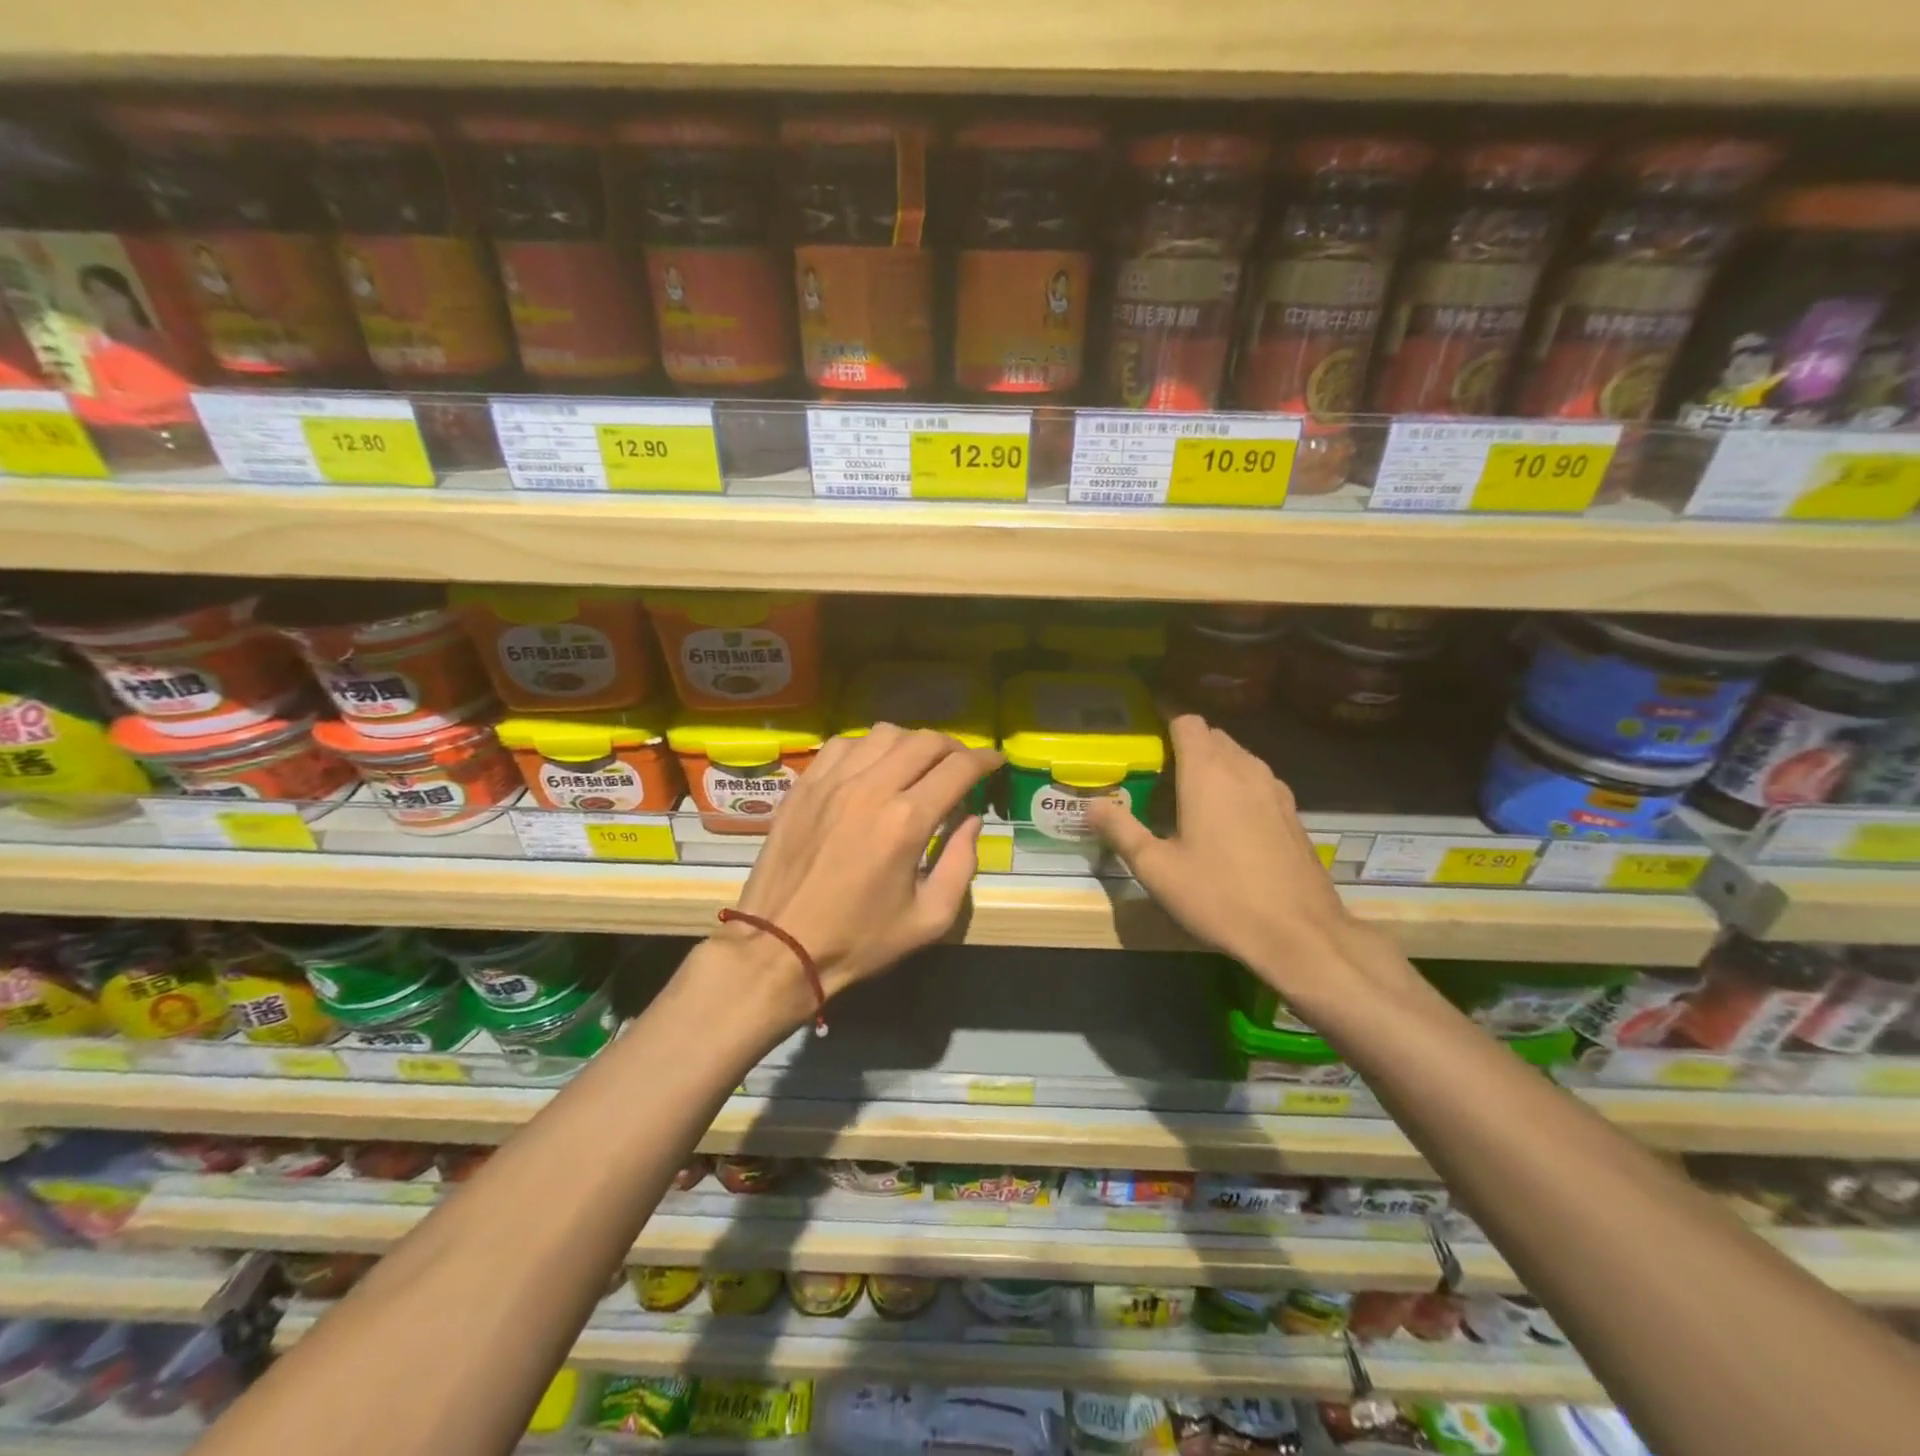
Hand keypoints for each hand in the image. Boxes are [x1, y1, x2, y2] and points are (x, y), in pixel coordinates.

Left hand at [717, 725, 1001, 1021]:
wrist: (779, 946)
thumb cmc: (858, 940)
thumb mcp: (929, 919)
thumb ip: (961, 864)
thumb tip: (971, 821)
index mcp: (906, 822)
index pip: (958, 769)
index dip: (985, 761)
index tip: (996, 763)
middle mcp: (871, 789)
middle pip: (924, 741)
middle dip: (954, 747)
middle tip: (962, 765)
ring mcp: (832, 782)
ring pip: (884, 734)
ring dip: (912, 743)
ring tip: (919, 764)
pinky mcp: (804, 785)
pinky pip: (843, 744)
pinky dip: (868, 746)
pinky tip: (872, 767)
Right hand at [1087, 715, 1399, 1007]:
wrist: (1300, 933)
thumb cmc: (1220, 896)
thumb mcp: (1157, 869)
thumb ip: (1121, 831)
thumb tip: (1090, 806)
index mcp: (1208, 774)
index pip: (1188, 722)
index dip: (1166, 723)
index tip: (1147, 739)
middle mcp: (1244, 770)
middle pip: (1214, 737)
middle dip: (1187, 746)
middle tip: (1161, 774)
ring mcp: (1275, 790)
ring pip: (1240, 757)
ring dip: (1216, 764)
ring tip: (1193, 796)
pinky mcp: (1293, 813)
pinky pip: (1259, 781)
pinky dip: (1239, 785)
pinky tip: (1229, 822)